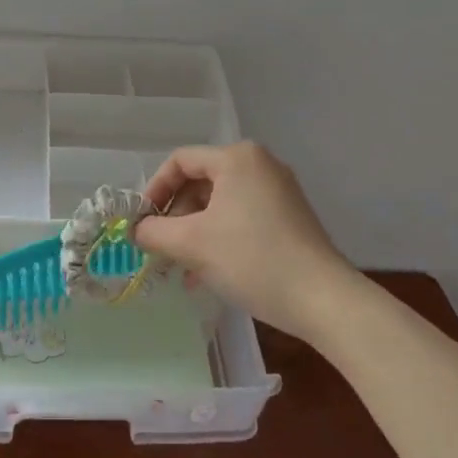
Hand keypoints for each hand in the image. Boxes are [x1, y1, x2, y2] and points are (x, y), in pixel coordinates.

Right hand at [134, 142, 363, 351]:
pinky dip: (219, 238)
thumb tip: (135, 230)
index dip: (154, 190)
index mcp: (237, 158)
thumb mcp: (191, 244)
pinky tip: (207, 273)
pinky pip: (241, 217)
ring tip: (181, 268)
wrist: (322, 299)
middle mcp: (260, 165)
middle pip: (200, 182)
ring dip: (194, 232)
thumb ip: (154, 232)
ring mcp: (279, 191)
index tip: (142, 223)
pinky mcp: (290, 216)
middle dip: (175, 216)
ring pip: (220, 204)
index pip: (180, 162)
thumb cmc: (251, 259)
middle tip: (161, 248)